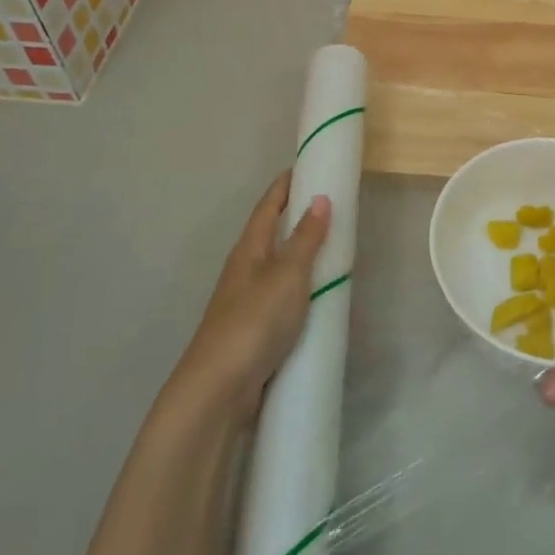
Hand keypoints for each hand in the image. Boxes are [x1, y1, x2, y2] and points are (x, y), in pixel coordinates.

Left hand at [175, 172, 330, 415]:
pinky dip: (304, 293)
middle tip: (332, 207)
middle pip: (272, 234)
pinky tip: (323, 303)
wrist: (219, 389)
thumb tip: (320, 199)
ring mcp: (248, 302)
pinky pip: (284, 300)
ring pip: (279, 269)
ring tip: (335, 252)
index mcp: (249, 249)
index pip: (268, 205)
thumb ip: (305, 239)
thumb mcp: (287, 275)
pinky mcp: (255, 331)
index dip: (286, 184)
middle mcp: (245, 270)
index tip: (307, 165)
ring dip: (303, 257)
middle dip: (298, 218)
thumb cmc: (254, 322)